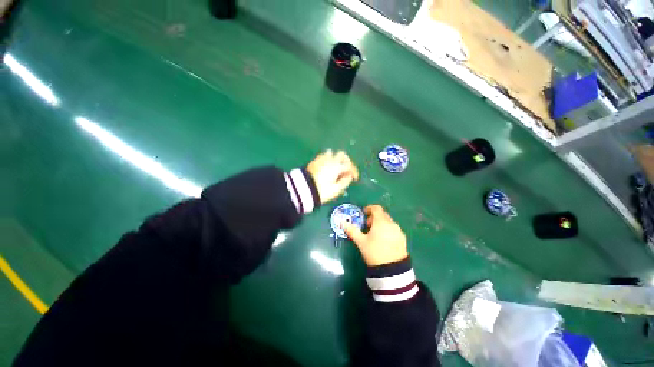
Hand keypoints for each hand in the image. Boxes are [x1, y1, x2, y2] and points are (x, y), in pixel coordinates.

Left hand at [306, 150, 358, 203]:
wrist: (304, 189)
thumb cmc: (322, 191)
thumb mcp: (336, 189)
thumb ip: (345, 181)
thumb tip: (349, 176)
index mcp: (337, 167)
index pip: (349, 165)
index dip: (354, 171)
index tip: (354, 179)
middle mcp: (330, 160)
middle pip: (342, 154)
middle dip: (346, 161)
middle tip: (346, 170)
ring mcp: (321, 159)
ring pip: (331, 153)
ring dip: (336, 159)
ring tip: (336, 168)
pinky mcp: (314, 161)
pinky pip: (323, 156)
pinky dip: (328, 159)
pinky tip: (327, 167)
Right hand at [344, 205, 407, 265]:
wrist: (392, 270)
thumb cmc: (374, 252)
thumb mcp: (361, 242)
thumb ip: (351, 230)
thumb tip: (342, 222)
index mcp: (381, 222)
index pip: (376, 208)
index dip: (369, 208)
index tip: (363, 214)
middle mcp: (392, 223)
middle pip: (382, 214)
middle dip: (374, 217)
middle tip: (367, 226)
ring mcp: (399, 231)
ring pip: (388, 222)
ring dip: (381, 224)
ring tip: (374, 234)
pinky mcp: (403, 239)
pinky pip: (394, 229)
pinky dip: (387, 230)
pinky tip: (383, 241)